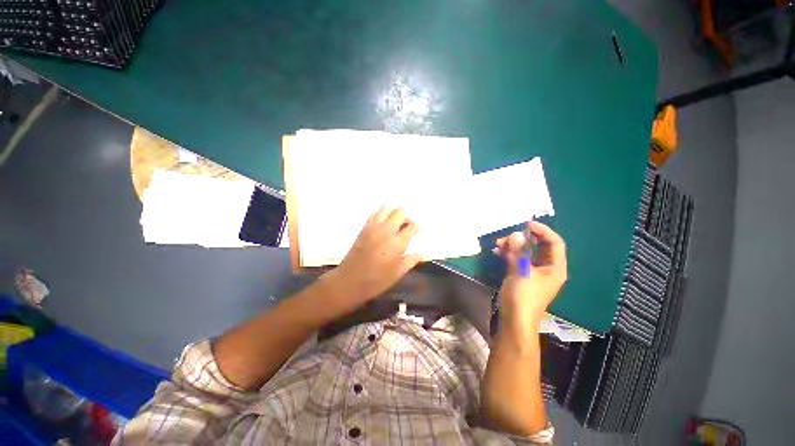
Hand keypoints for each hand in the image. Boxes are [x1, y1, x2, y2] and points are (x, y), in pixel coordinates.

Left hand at [328, 207, 421, 303]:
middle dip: (406, 217)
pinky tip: (382, 224)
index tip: (417, 231)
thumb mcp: (398, 273)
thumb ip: (411, 261)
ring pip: (386, 209)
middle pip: (400, 212)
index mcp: (398, 243)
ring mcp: (374, 227)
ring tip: (395, 223)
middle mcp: (387, 231)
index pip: (412, 227)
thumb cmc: (376, 280)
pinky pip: (374, 214)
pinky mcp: (364, 228)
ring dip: (393, 213)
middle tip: (406, 226)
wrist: (349, 281)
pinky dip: (381, 215)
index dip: (416, 227)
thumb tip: (422, 254)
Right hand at [493, 221, 566, 323]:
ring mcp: (534, 273)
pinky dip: (509, 254)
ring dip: (513, 246)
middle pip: (540, 246)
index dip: (542, 231)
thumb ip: (518, 252)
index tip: (526, 224)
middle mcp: (547, 268)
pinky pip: (518, 260)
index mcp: (555, 267)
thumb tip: (516, 234)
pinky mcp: (523, 276)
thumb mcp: (521, 272)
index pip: (554, 243)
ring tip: (498, 244)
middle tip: (509, 234)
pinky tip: (497, 252)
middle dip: (524, 238)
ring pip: (526, 252)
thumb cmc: (523, 296)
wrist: (516, 320)